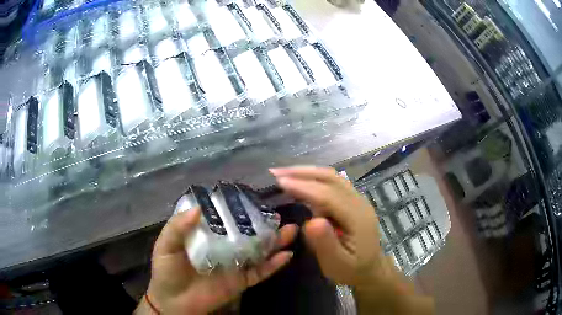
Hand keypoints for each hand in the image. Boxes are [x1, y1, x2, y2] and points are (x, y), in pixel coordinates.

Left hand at [136, 208, 297, 314]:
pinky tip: (287, 255)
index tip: (251, 198)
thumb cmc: (167, 271)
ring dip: (275, 242)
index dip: (237, 209)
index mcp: (206, 236)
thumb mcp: (166, 246)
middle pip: (246, 234)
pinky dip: (274, 265)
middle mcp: (223, 248)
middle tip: (278, 213)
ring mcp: (234, 265)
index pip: (224, 219)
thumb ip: (177, 227)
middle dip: (262, 224)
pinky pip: (260, 272)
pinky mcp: (241, 282)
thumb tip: (197, 209)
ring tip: (290, 229)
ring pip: (258, 251)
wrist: (174, 302)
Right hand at [270, 166, 382, 285]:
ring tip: (283, 173)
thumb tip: (310, 221)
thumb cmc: (351, 269)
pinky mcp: (352, 200)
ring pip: (332, 177)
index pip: (328, 195)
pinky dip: (313, 178)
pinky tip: (300, 180)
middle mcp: (359, 202)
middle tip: (275, 172)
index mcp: (357, 217)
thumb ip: (325, 243)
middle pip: (331, 179)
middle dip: (302, 173)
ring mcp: (357, 199)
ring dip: (307, 172)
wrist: (370, 268)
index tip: (279, 182)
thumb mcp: (337, 264)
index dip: (304, 187)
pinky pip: (332, 182)